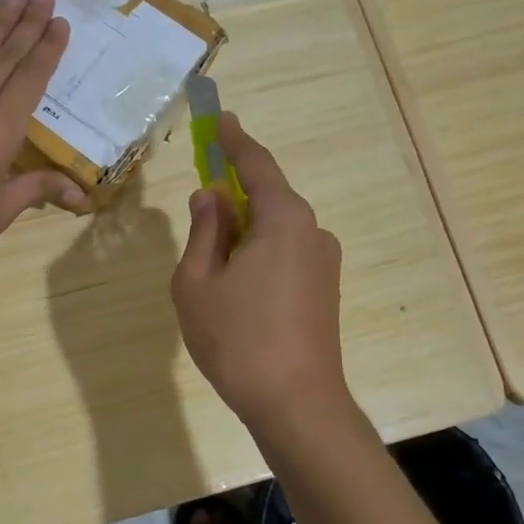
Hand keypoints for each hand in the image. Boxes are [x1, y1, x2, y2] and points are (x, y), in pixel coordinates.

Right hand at [171, 114, 350, 429]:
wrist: (297, 405)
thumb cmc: (237, 339)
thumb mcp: (198, 282)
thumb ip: (203, 232)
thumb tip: (211, 197)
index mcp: (283, 220)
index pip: (256, 165)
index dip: (233, 140)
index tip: (219, 118)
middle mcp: (312, 231)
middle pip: (267, 197)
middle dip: (233, 195)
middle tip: (200, 205)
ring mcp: (324, 262)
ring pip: (275, 228)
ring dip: (243, 230)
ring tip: (210, 265)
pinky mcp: (325, 289)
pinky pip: (286, 252)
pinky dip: (258, 251)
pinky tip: (236, 285)